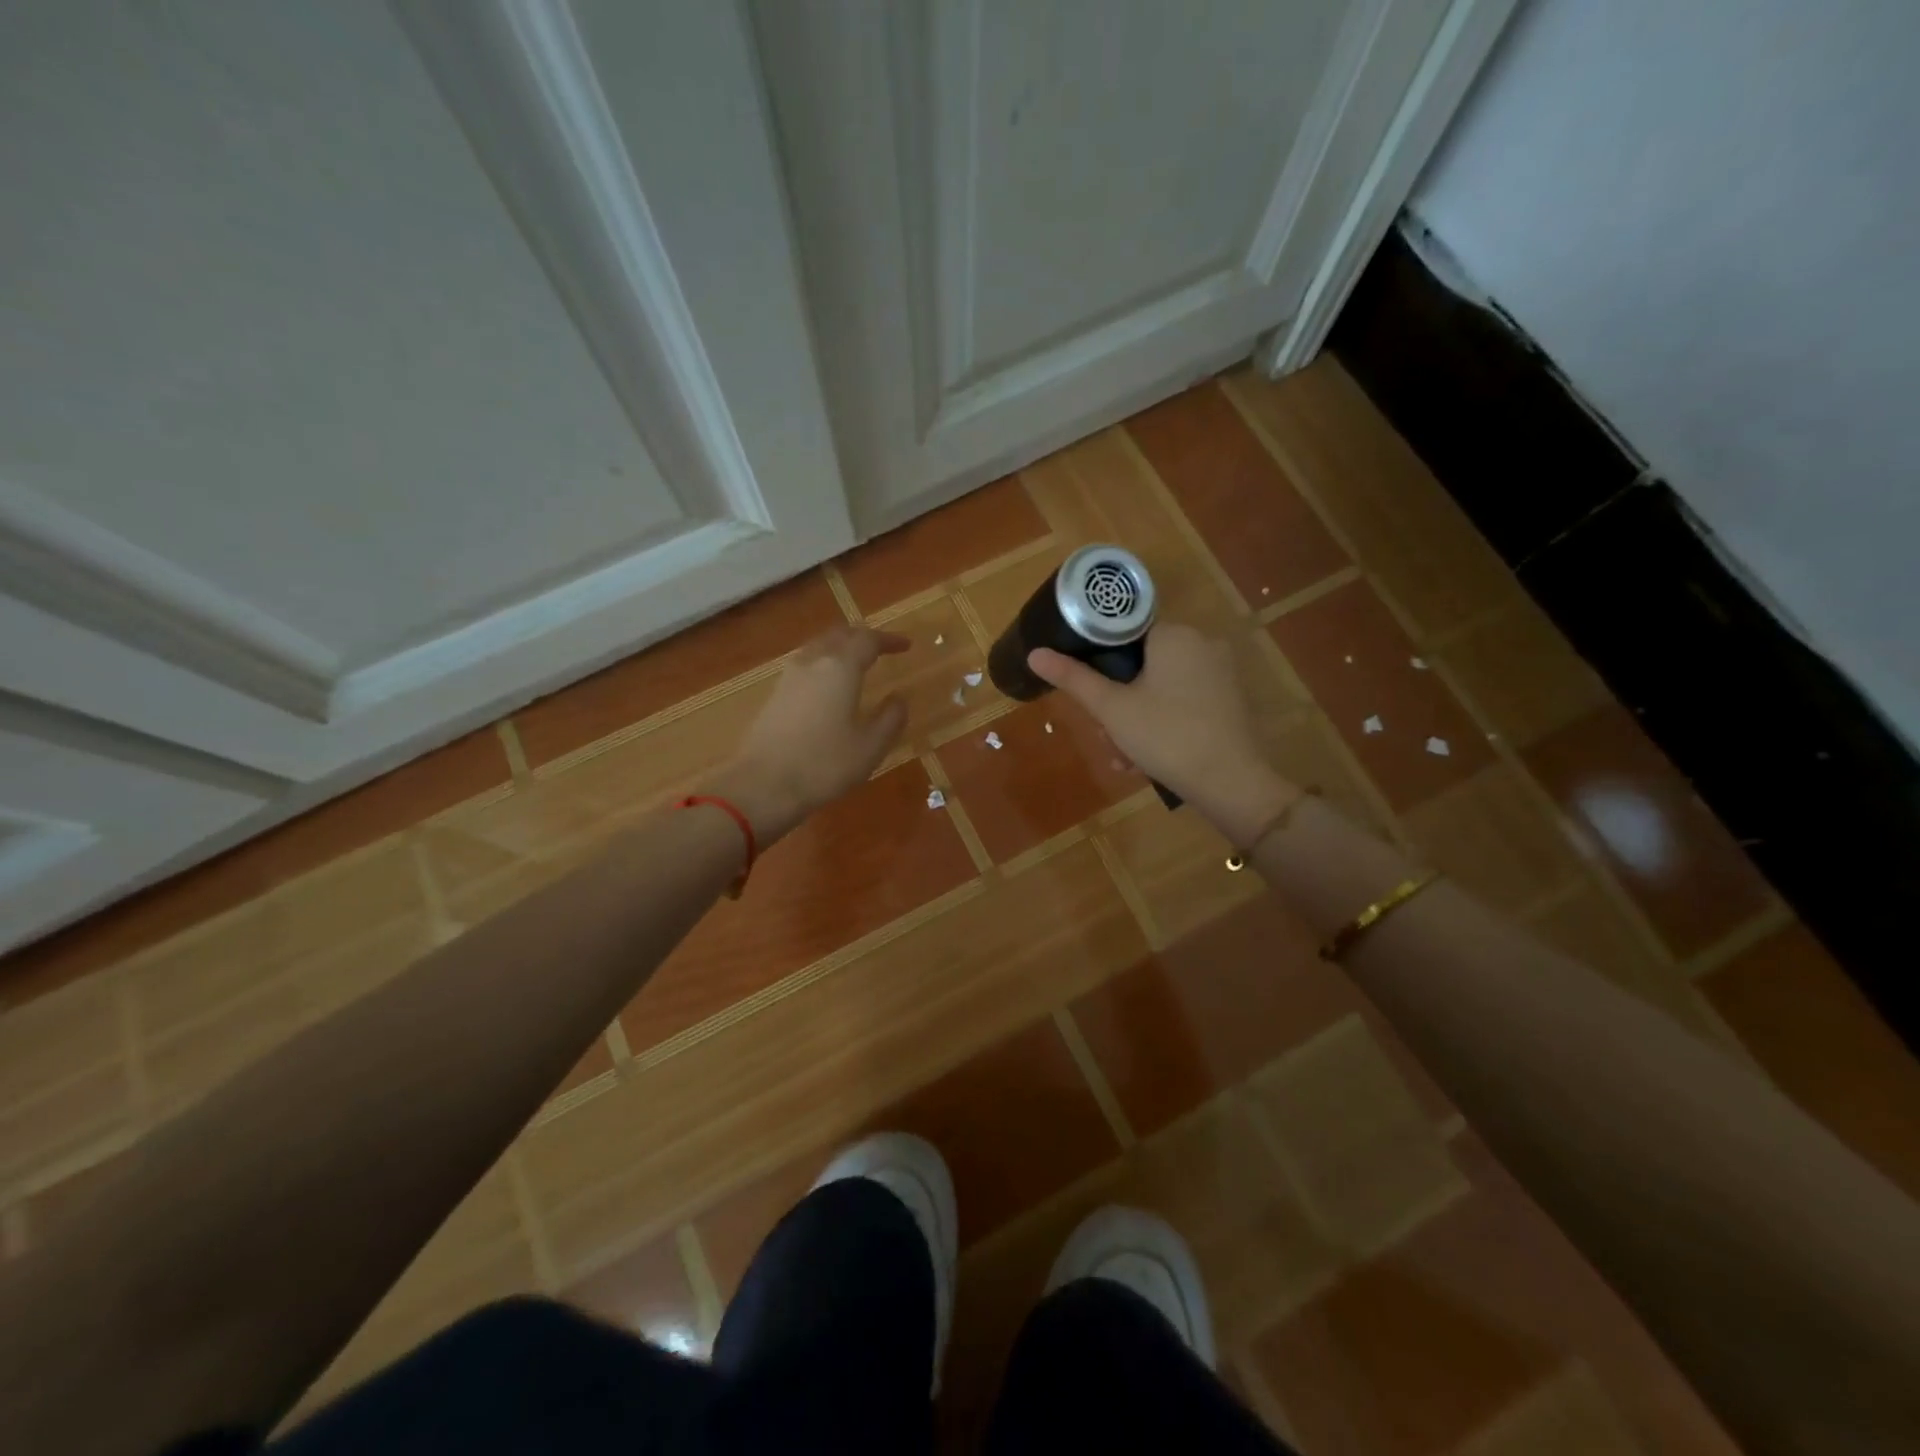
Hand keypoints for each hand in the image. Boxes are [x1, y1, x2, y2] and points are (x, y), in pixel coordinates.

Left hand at [718, 625, 908, 842]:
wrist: (763, 785)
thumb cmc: (824, 765)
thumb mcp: (870, 747)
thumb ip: (890, 719)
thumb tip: (899, 699)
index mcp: (840, 668)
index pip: (868, 640)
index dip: (889, 640)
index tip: (906, 646)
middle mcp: (813, 662)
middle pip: (839, 636)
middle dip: (862, 638)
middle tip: (881, 648)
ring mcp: (789, 677)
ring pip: (818, 648)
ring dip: (840, 649)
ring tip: (856, 663)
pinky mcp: (774, 695)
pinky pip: (805, 665)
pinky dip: (823, 664)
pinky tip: (828, 685)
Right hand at [1028, 624, 1296, 840]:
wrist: (1231, 783)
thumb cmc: (1166, 736)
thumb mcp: (1112, 709)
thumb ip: (1074, 678)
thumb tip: (1035, 654)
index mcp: (1174, 634)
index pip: (1124, 633)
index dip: (1099, 662)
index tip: (1090, 694)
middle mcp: (1201, 643)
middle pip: (1141, 665)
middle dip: (1117, 703)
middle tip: (1105, 737)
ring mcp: (1219, 673)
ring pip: (1159, 688)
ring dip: (1135, 721)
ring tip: (1124, 759)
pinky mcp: (1229, 699)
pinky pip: (1182, 702)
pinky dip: (1162, 724)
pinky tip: (1148, 759)